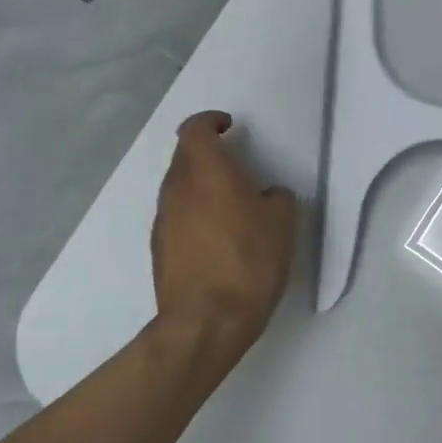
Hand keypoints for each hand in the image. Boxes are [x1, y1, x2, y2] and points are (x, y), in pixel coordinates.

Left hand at [152, 112, 297, 347]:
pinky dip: (196, 214)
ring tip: (232, 205)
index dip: (211, 122)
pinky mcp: (159, 249)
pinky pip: (178, 216)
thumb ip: (276, 198)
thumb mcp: (282, 223)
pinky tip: (219, 237)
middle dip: (208, 153)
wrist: (206, 320)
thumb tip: (267, 196)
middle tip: (238, 166)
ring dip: (202, 186)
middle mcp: (176, 189)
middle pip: (185, 157)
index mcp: (206, 172)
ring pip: (180, 187)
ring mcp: (163, 220)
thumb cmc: (249, 261)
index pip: (196, 129)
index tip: (230, 127)